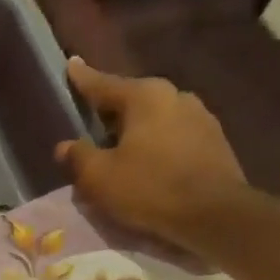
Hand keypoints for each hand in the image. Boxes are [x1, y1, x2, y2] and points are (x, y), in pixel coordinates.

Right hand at [55, 58, 249, 245]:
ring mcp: (200, 117)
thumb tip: (65, 146)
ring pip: (155, 119)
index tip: (71, 65)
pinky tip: (148, 165)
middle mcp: (175, 96)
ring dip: (135, 131)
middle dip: (111, 111)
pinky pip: (173, 137)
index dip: (83, 79)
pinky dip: (156, 146)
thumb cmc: (149, 188)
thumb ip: (78, 157)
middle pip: (132, 100)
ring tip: (119, 150)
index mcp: (145, 96)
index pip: (104, 84)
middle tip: (91, 123)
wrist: (214, 214)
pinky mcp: (214, 142)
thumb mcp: (99, 177)